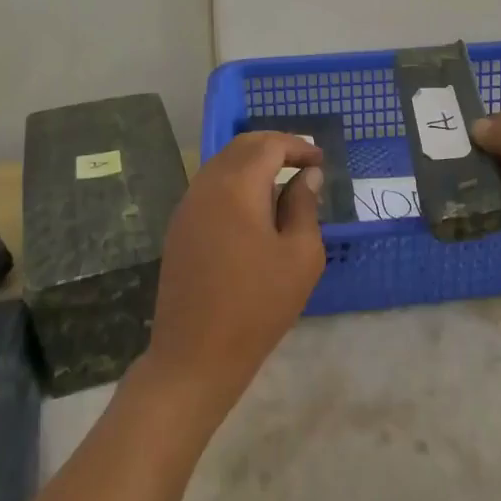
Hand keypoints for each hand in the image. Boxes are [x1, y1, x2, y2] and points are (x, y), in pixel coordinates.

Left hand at [142, 132, 326, 419]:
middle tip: (304, 163)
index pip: (269, 145)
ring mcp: (188, 206)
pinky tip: (255, 209)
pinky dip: (236, 183)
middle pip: (242, 147)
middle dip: (275, 147)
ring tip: (284, 185)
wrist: (194, 356)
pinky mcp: (180, 228)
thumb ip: (304, 206)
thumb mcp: (299, 256)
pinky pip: (211, 187)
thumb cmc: (257, 305)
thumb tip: (307, 176)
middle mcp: (206, 186)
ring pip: (223, 165)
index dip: (298, 146)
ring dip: (254, 165)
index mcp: (236, 186)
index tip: (321, 160)